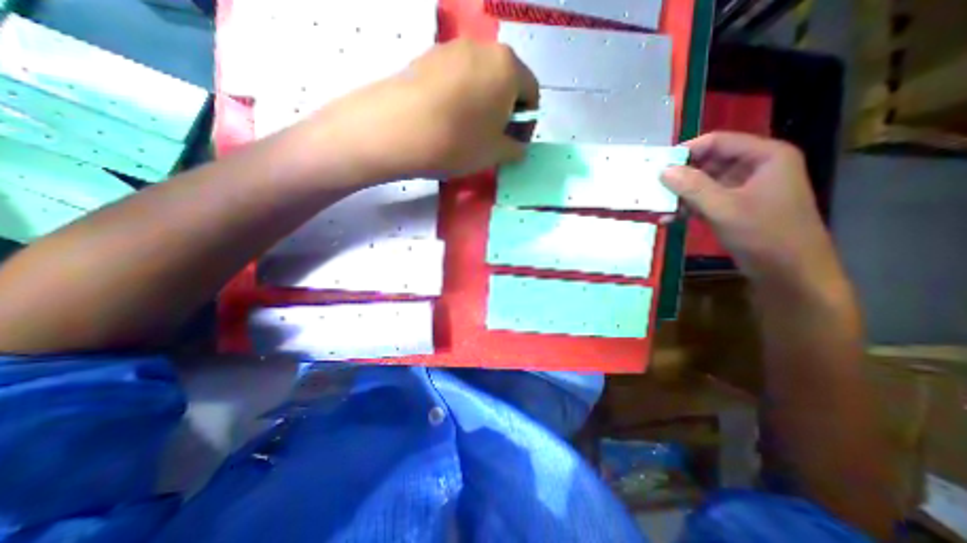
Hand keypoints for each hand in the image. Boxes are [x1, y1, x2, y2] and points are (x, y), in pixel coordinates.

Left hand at [310, 39, 540, 181]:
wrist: (397, 129)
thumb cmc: (458, 142)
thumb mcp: (495, 153)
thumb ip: (515, 149)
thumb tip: (517, 146)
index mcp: (508, 67)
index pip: (532, 93)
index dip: (527, 122)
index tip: (515, 143)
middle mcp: (483, 48)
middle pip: (505, 81)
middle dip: (505, 111)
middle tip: (493, 139)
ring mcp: (451, 49)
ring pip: (479, 79)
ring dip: (482, 104)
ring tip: (467, 131)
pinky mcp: (426, 57)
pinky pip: (455, 78)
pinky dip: (459, 98)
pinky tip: (445, 120)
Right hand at [666, 131, 840, 282]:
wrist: (790, 273)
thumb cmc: (764, 235)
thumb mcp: (724, 209)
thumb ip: (693, 187)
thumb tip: (664, 170)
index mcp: (765, 156)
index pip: (718, 141)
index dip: (687, 151)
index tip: (659, 166)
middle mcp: (756, 167)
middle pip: (710, 161)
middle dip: (682, 176)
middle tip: (655, 188)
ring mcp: (746, 188)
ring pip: (706, 182)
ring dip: (683, 194)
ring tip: (660, 206)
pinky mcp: (737, 207)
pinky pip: (708, 199)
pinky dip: (690, 207)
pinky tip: (671, 218)